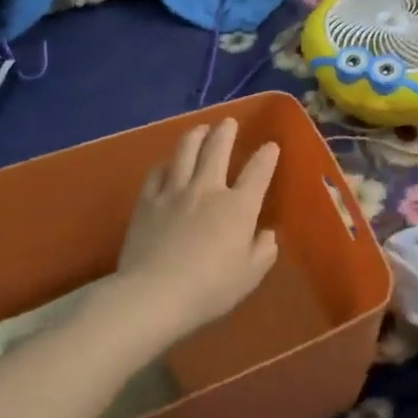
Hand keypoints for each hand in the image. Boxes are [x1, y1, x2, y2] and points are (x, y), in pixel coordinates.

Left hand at [106, 118, 280, 343]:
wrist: (154, 295)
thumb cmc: (209, 289)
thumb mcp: (250, 276)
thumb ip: (263, 251)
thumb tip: (266, 233)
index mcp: (238, 207)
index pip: (258, 171)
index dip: (267, 156)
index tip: (270, 146)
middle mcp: (208, 189)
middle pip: (217, 148)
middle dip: (226, 131)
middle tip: (228, 122)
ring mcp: (174, 191)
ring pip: (185, 151)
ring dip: (195, 135)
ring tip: (200, 128)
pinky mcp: (147, 201)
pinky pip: (157, 173)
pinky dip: (166, 164)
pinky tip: (167, 164)